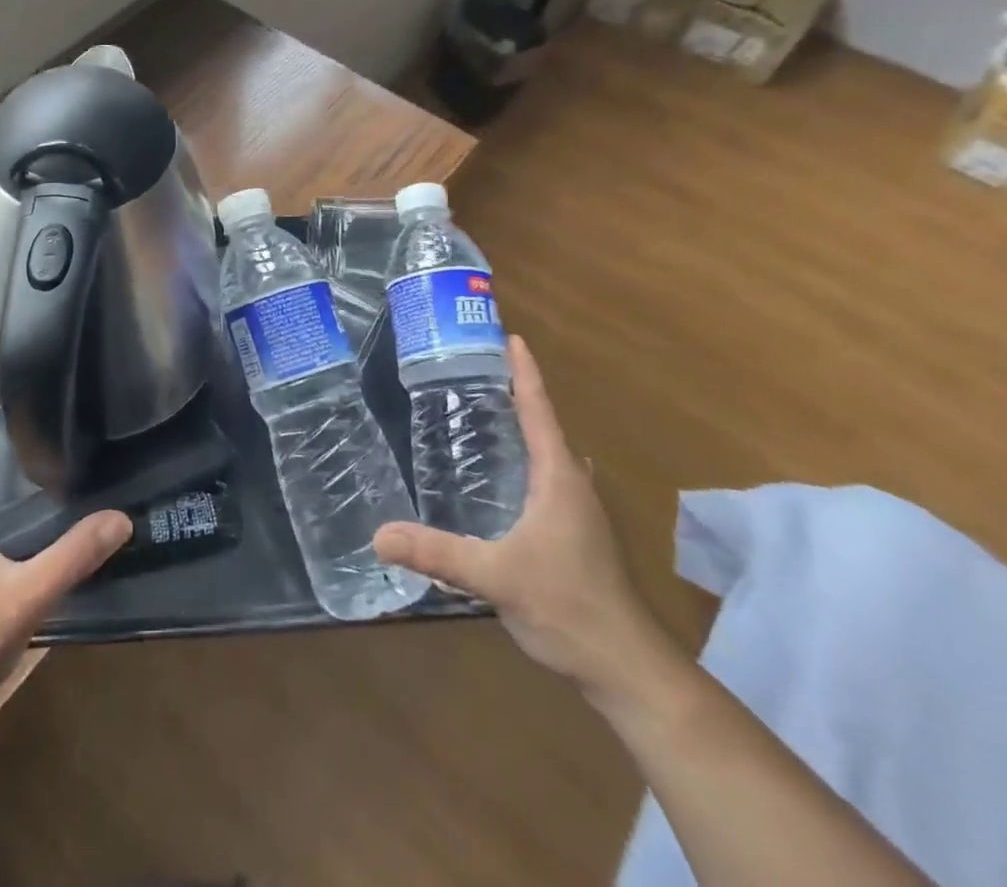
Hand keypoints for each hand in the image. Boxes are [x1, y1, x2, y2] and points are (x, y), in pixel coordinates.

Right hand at [374, 335, 676, 703]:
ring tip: (485, 416)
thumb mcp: (496, 577)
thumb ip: (438, 554)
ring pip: (550, 456)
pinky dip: (527, 461)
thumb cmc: (568, 607)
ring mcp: (581, 513)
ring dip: (525, 429)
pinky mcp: (578, 536)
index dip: (524, 373)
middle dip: (518, 395)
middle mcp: (573, 485)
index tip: (511, 337)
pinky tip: (503, 479)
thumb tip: (378, 535)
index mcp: (559, 478)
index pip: (539, 410)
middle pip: (545, 426)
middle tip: (479, 373)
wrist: (627, 669)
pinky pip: (549, 480)